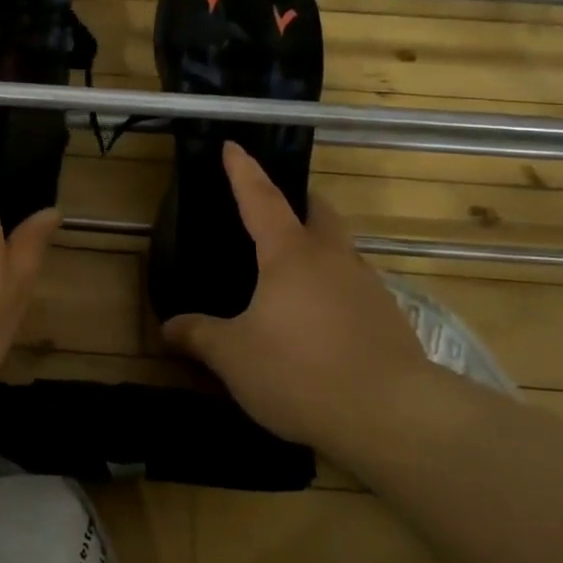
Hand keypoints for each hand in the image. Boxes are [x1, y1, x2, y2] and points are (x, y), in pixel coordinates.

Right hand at [162, 143, 436, 446]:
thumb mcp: (234, 357)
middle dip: (297, 201)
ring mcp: (368, 287)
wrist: (393, 417)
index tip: (233, 145)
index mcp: (290, 255)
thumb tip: (168, 327)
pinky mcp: (389, 319)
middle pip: (318, 212)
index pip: (262, 198)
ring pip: (340, 250)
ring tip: (291, 274)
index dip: (243, 171)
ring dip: (318, 247)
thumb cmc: (300, 372)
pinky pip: (354, 286)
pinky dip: (333, 287)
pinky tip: (319, 320)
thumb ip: (199, 336)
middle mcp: (332, 259)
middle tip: (274, 209)